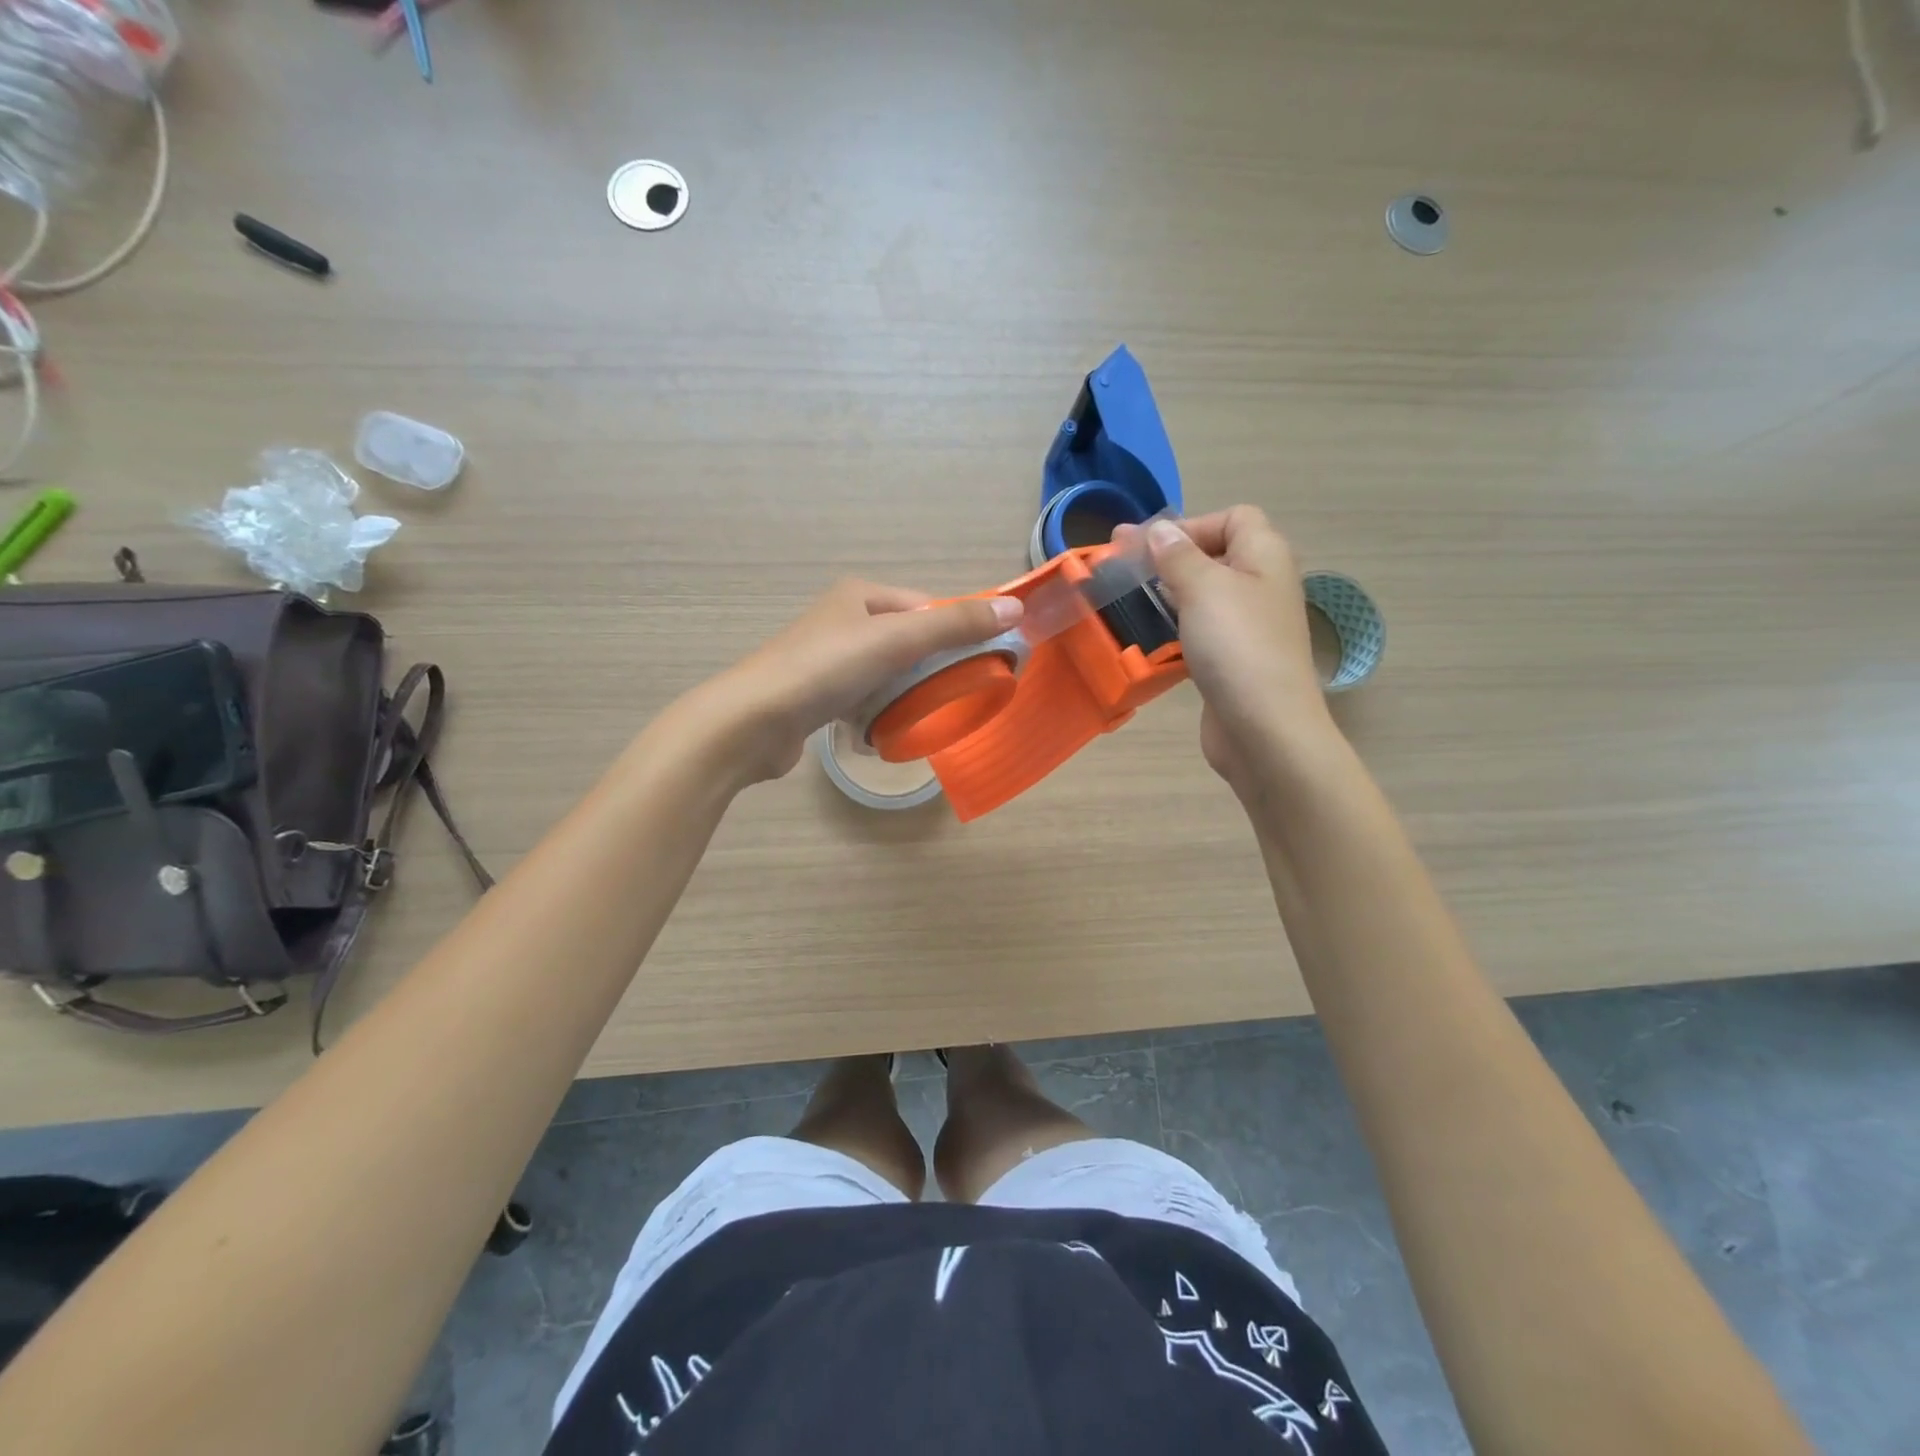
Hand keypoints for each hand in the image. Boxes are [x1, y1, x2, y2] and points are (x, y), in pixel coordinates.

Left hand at [703, 578, 1022, 784]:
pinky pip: (865, 699)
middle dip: (932, 668)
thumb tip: (1015, 609)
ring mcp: (828, 659)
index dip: (957, 632)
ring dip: (907, 694)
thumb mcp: (896, 640)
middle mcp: (843, 620)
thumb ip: (955, 625)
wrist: (752, 722)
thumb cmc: (825, 669)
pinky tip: (884, 731)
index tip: (983, 664)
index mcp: (861, 595)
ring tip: (923, 716)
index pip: (927, 608)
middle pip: (909, 641)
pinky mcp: (818, 695)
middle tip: (956, 695)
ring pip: (888, 673)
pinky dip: (879, 713)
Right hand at [1130, 510, 1334, 788]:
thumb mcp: (1203, 588)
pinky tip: (1151, 638)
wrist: (1263, 728)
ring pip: (1206, 595)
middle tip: (1124, 569)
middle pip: (1217, 555)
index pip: (1234, 518)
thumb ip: (1177, 555)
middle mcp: (1262, 585)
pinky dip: (1177, 627)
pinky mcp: (1234, 660)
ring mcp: (1249, 626)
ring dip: (1170, 594)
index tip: (1149, 548)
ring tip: (1129, 601)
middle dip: (1171, 558)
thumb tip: (1159, 530)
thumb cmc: (1236, 646)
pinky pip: (1202, 630)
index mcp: (1265, 556)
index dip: (1191, 525)